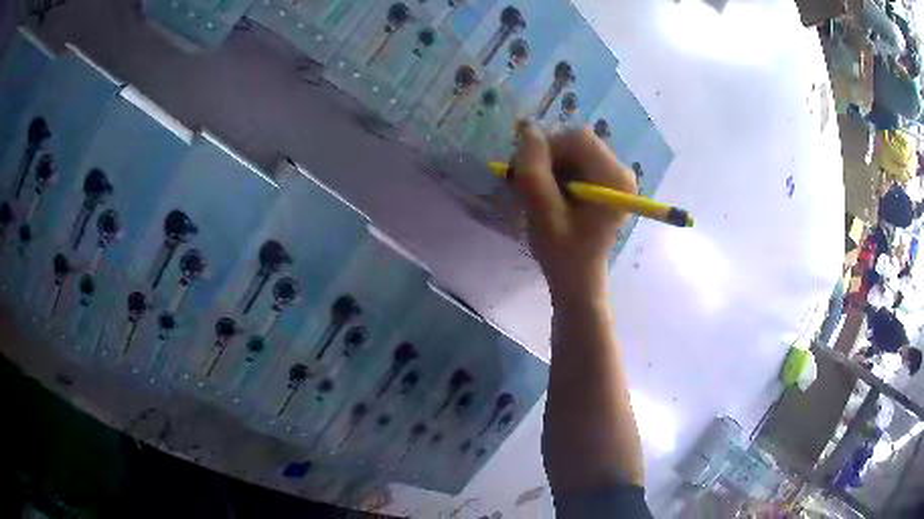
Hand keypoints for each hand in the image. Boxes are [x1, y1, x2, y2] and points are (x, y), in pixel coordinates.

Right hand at [512, 121, 636, 301]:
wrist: (577, 278)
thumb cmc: (562, 251)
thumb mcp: (542, 209)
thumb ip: (533, 167)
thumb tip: (527, 126)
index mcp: (614, 178)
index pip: (577, 138)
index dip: (547, 147)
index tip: (528, 172)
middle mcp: (621, 170)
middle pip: (577, 142)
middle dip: (549, 157)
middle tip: (530, 183)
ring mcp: (615, 175)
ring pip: (575, 150)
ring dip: (551, 165)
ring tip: (541, 193)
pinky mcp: (607, 181)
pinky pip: (578, 161)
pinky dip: (559, 171)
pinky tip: (552, 194)